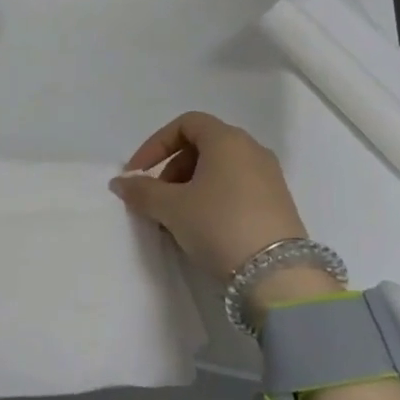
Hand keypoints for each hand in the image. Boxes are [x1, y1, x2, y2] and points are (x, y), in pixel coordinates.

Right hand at [110, 112, 313, 287]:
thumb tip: (121, 182)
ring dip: (192, 185)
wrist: (279, 275)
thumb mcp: (172, 208)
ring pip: (220, 169)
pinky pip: (237, 187)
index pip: (185, 124)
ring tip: (177, 217)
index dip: (156, 145)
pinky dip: (214, 198)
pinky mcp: (279, 203)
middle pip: (203, 145)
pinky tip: (204, 228)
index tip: (138, 173)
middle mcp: (252, 149)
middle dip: (172, 168)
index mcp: (227, 139)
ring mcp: (270, 176)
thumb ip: (142, 191)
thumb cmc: (219, 225)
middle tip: (157, 198)